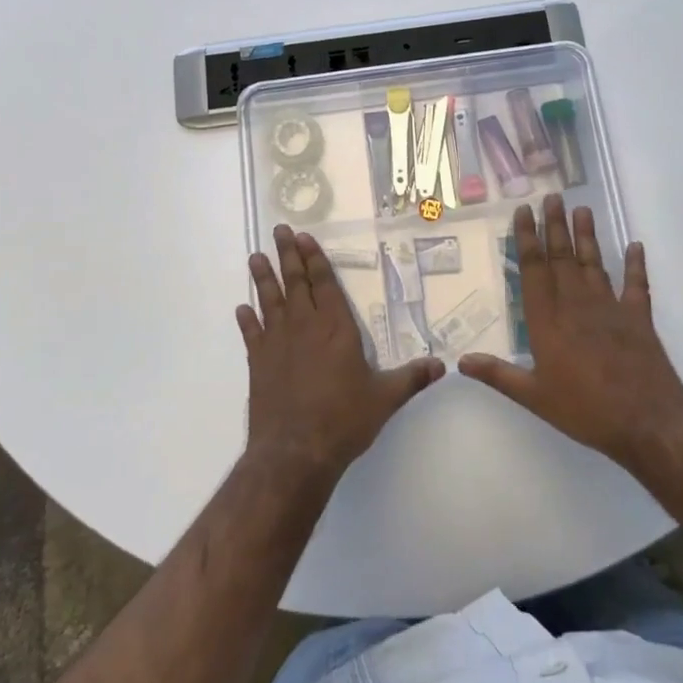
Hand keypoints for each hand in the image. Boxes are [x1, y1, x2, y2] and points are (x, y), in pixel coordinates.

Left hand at [238, 225, 443, 483]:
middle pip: (295, 283)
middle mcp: (304, 327)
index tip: (304, 237)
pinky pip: (252, 334)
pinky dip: (246, 320)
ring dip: (263, 278)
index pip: (324, 284)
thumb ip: (411, 378)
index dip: (315, 259)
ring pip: (270, 301)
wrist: (295, 452)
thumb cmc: (343, 420)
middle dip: (288, 255)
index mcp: (336, 328)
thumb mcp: (385, 399)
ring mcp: (278, 344)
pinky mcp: (259, 364)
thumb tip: (441, 365)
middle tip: (279, 230)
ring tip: (255, 256)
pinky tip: (241, 308)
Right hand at [459, 194, 682, 468]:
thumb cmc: (585, 409)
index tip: (524, 212)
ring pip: (594, 264)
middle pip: (563, 257)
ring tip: (582, 209)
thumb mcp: (534, 397)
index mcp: (548, 321)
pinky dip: (636, 265)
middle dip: (555, 226)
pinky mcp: (638, 318)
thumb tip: (461, 361)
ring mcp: (610, 308)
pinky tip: (635, 246)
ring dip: (587, 236)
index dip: (528, 239)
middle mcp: (576, 305)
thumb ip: (498, 375)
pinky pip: (636, 285)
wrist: (646, 420)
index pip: (534, 270)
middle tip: (552, 197)